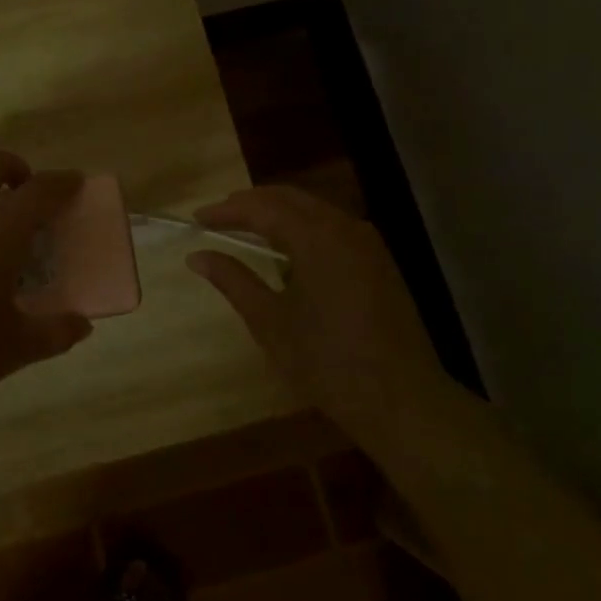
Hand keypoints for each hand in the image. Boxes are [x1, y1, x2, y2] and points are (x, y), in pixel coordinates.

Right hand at [188, 186, 453, 444]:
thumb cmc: (328, 363)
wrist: (403, 401)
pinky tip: (289, 249)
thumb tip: (197, 256)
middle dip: (251, 203)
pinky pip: (334, 227)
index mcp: (316, 238)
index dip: (226, 210)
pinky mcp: (380, 261)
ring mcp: (368, 243)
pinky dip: (304, 227)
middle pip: (290, 199)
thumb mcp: (270, 323)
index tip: (197, 218)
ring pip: (314, 210)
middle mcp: (344, 227)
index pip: (262, 208)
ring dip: (278, 213)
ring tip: (247, 229)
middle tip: (218, 217)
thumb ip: (233, 280)